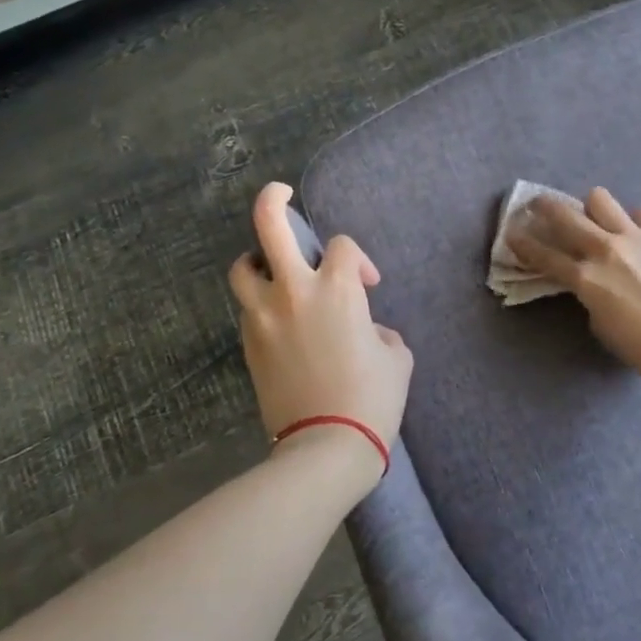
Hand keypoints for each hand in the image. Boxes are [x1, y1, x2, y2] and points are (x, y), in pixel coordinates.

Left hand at [228, 182, 412, 483]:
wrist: (326, 447)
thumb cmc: (372, 399)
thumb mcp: (397, 358)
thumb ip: (380, 330)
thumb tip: (366, 330)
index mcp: (337, 289)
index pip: (342, 247)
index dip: (360, 260)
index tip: (370, 286)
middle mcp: (294, 292)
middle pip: (270, 227)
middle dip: (272, 201)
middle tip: (279, 193)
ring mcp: (264, 317)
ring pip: (243, 267)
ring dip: (257, 260)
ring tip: (273, 271)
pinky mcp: (249, 344)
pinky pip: (249, 309)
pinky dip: (261, 303)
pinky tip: (279, 321)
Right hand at [507, 186, 640, 393]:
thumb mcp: (601, 326)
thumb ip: (590, 296)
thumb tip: (592, 282)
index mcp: (585, 278)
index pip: (544, 255)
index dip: (523, 243)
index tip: (510, 232)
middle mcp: (605, 249)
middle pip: (565, 216)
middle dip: (544, 207)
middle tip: (537, 205)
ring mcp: (636, 238)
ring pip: (601, 200)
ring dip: (591, 206)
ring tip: (594, 216)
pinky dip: (634, 220)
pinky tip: (637, 232)